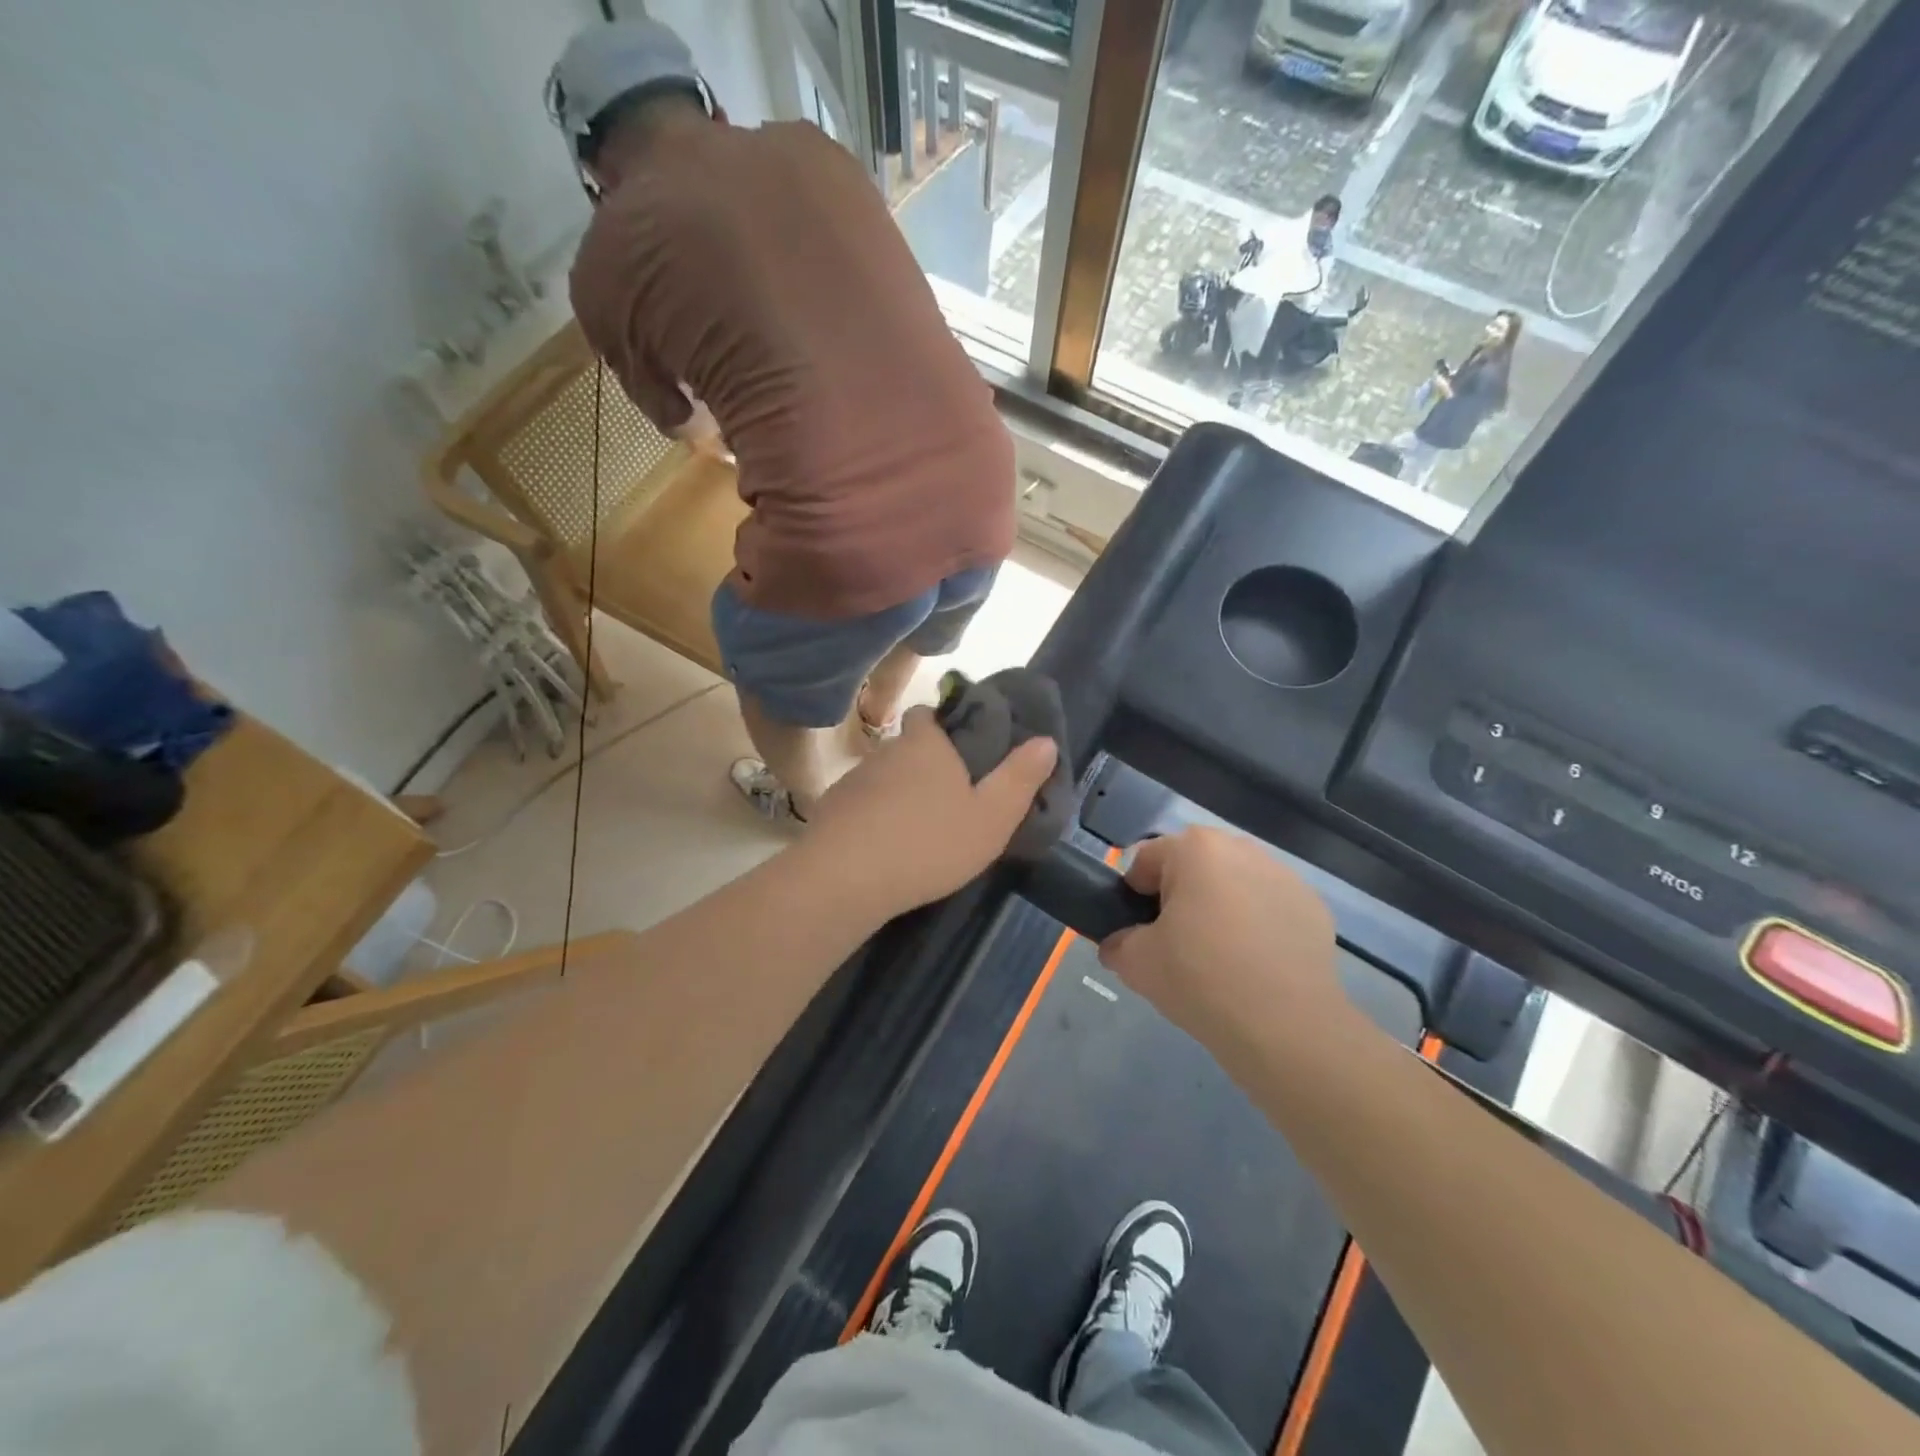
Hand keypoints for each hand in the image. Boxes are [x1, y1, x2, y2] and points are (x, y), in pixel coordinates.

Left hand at [804, 707, 1057, 919]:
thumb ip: (1019, 779)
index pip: (927, 714)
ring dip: (899, 795)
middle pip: (906, 747)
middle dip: (925, 765)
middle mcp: (886, 752)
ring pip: (883, 778)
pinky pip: (861, 806)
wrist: (845, 878)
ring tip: (918, 829)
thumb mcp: (991, 817)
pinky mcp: (831, 811)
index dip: (942, 726)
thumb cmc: (929, 842)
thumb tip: (1045, 740)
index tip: (958, 747)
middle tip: (949, 798)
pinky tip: (885, 848)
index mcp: (925, 744)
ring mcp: (853, 781)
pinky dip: (874, 819)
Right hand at [1098, 828, 1345, 1067]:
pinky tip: (1255, 967)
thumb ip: (1117, 943)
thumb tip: (1121, 944)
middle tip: (1176, 945)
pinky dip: (1257, 927)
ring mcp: (1284, 877)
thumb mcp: (1136, 963)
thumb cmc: (1200, 979)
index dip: (1134, 897)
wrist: (1285, 1028)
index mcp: (1195, 848)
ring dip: (1220, 909)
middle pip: (1193, 867)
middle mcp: (1241, 849)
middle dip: (1180, 897)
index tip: (1140, 934)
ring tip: (1219, 958)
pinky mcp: (1313, 908)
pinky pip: (1269, 909)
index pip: (1145, 861)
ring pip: (1233, 885)